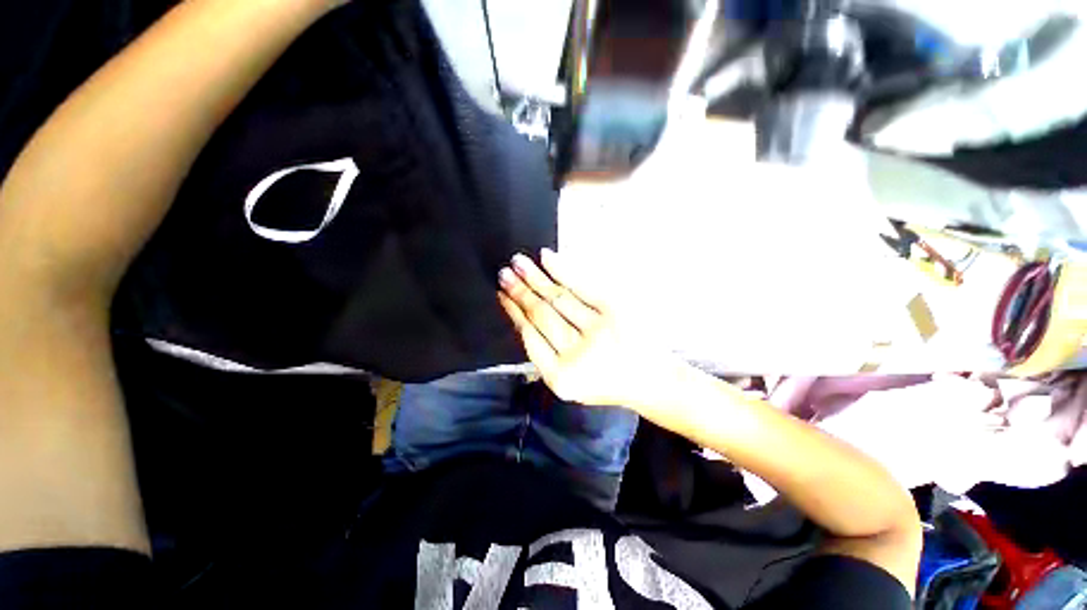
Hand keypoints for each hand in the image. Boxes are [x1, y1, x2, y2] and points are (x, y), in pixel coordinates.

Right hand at [498, 249, 684, 409]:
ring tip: (518, 263)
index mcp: (560, 377)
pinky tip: (546, 259)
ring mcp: (598, 333)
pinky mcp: (616, 313)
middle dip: (520, 292)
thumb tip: (521, 317)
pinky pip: (583, 288)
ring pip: (558, 299)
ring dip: (535, 279)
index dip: (514, 312)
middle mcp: (576, 356)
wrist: (651, 381)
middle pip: (541, 315)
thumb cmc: (607, 381)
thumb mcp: (568, 381)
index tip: (503, 296)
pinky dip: (563, 271)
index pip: (530, 337)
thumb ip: (544, 355)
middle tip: (504, 274)